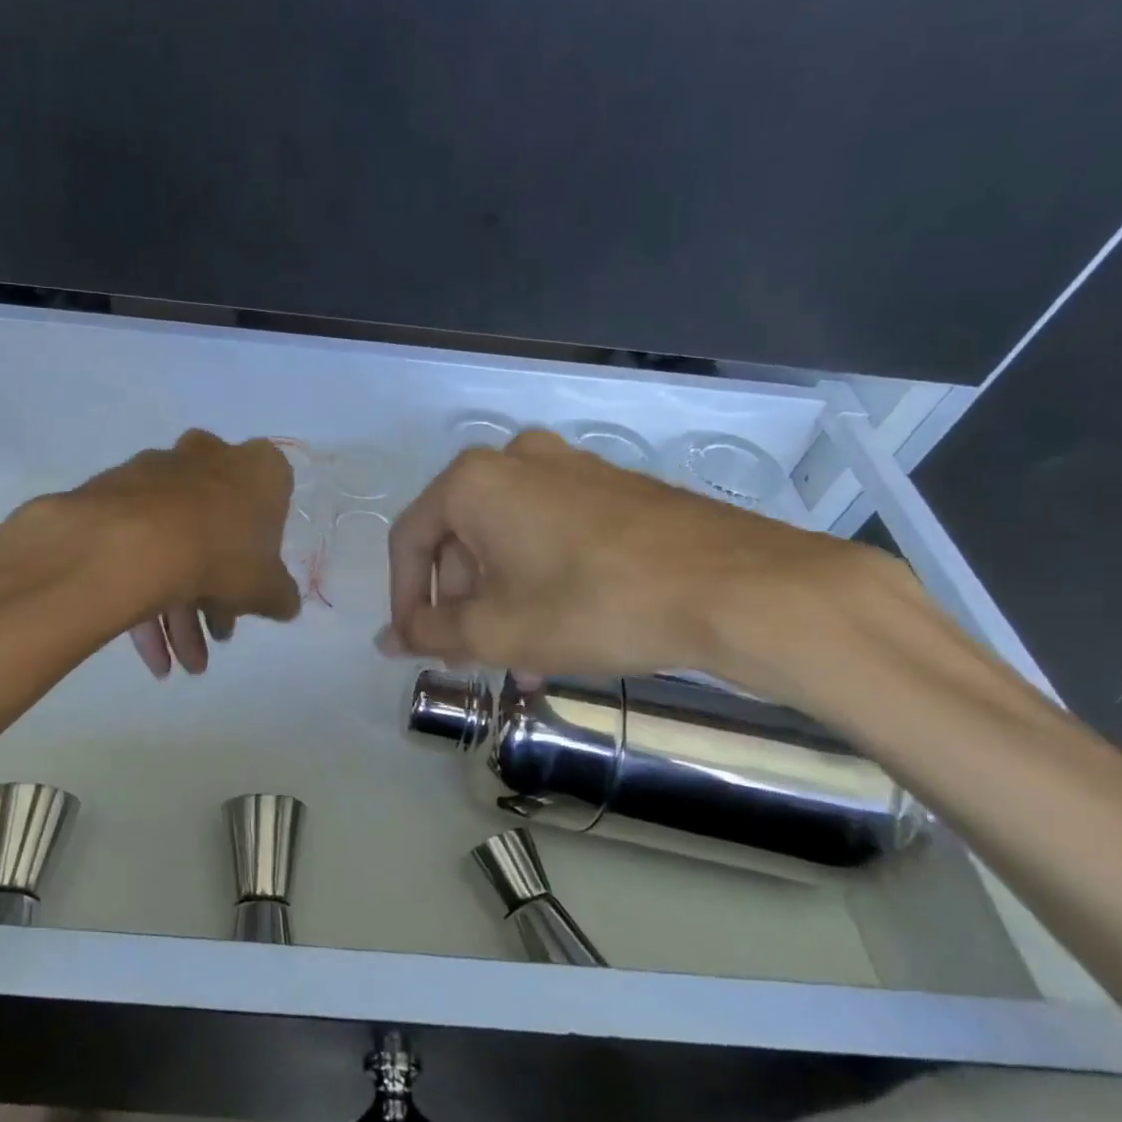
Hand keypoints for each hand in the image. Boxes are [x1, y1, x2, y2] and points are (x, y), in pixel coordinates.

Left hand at [57, 430, 301, 676]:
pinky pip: (139, 546)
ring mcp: (157, 472)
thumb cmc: (223, 553)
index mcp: (258, 467)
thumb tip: (285, 604)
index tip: (251, 587)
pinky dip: (145, 596)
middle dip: (215, 593)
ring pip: (175, 544)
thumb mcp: (267, 587)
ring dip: (179, 612)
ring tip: (181, 662)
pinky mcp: (115, 493)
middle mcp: (208, 457)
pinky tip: (151, 653)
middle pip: (217, 530)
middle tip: (213, 636)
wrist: (137, 542)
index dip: (261, 553)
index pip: (272, 503)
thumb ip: (281, 595)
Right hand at [380, 429, 876, 685]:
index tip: (416, 647)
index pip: (410, 540)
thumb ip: (431, 633)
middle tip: (476, 659)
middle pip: (461, 540)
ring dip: (502, 602)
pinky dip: (541, 581)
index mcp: (474, 481)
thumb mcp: (497, 630)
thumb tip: (387, 639)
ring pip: (508, 542)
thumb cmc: (592, 604)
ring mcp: (571, 468)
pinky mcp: (613, 488)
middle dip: (462, 606)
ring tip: (524, 661)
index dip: (404, 599)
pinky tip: (563, 632)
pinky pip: (552, 534)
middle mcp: (516, 460)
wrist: (735, 588)